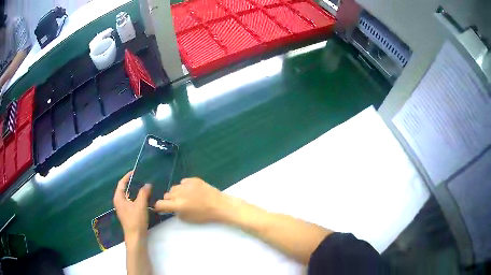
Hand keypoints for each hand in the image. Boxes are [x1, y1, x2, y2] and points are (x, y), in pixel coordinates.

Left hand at [113, 171, 151, 243]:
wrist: (136, 237)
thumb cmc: (135, 220)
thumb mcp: (140, 205)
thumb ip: (144, 193)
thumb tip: (147, 184)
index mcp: (119, 198)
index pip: (121, 183)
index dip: (127, 176)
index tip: (135, 171)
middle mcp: (119, 202)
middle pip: (124, 189)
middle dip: (132, 183)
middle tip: (141, 179)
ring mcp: (123, 209)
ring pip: (128, 196)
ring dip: (135, 191)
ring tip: (144, 187)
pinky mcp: (128, 214)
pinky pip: (131, 202)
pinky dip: (136, 198)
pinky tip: (144, 199)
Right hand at [154, 178, 231, 223]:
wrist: (219, 205)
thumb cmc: (204, 215)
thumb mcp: (188, 218)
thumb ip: (176, 213)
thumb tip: (172, 208)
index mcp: (178, 205)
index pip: (160, 203)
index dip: (159, 206)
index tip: (161, 208)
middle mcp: (179, 193)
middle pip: (166, 195)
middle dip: (169, 200)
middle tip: (176, 204)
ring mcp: (186, 185)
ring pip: (174, 188)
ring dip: (176, 193)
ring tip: (184, 197)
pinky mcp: (193, 179)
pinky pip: (182, 182)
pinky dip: (184, 186)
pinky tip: (191, 191)